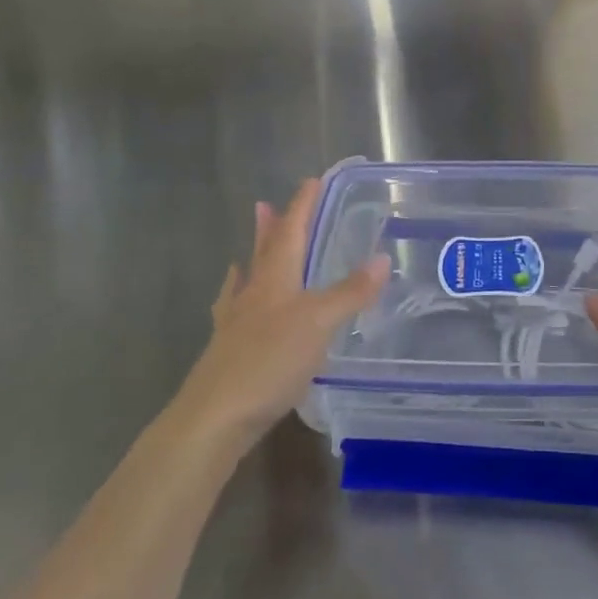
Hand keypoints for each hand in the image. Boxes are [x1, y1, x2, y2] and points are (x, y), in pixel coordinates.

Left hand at [170, 179, 390, 452]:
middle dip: (272, 226)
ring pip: (248, 279)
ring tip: (251, 246)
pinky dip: (237, 297)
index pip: (291, 231)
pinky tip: (234, 301)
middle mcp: (253, 293)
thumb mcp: (319, 323)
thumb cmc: (269, 361)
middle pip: (264, 250)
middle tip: (266, 204)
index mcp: (275, 279)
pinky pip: (234, 311)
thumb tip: (383, 257)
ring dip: (254, 257)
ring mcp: (236, 322)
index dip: (302, 206)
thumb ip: (351, 292)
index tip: (312, 181)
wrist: (214, 417)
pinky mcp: (228, 350)